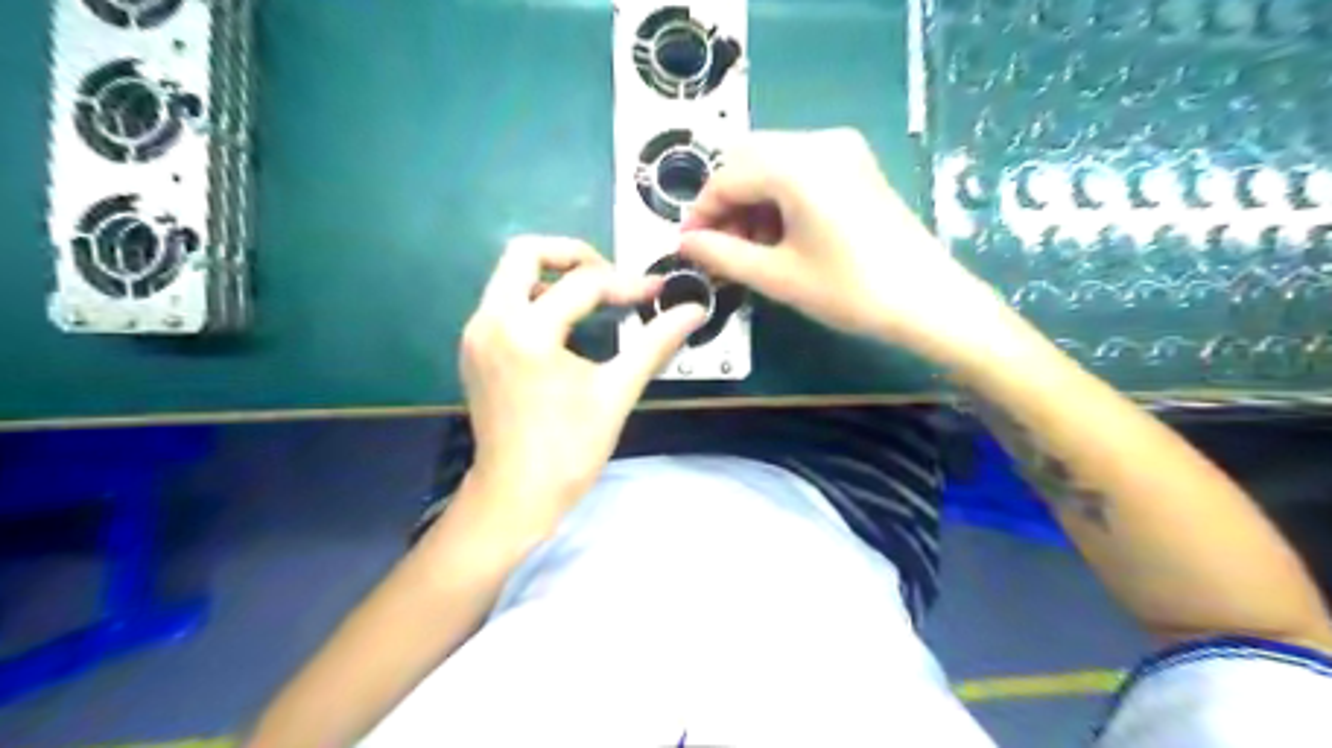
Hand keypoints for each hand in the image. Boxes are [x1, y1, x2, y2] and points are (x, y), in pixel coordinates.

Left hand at [458, 235, 705, 530]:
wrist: (515, 497)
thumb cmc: (568, 450)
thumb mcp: (616, 392)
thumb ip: (655, 344)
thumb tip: (693, 312)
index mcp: (527, 331)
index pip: (582, 284)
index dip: (627, 284)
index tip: (657, 293)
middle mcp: (490, 321)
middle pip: (525, 252)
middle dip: (573, 255)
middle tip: (610, 277)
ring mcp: (476, 334)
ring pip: (509, 275)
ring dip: (552, 276)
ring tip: (592, 301)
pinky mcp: (474, 349)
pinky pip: (503, 302)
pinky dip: (535, 299)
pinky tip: (565, 327)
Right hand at [681, 128, 1004, 364]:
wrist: (929, 301)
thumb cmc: (850, 291)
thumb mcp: (777, 276)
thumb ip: (722, 254)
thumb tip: (685, 243)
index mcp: (796, 164)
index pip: (726, 177)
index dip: (701, 213)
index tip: (689, 247)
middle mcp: (819, 141)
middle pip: (747, 160)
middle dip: (725, 203)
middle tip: (719, 248)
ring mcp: (843, 149)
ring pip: (772, 162)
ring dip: (751, 200)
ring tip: (748, 248)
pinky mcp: (856, 165)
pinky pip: (800, 169)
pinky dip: (778, 197)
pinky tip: (778, 234)